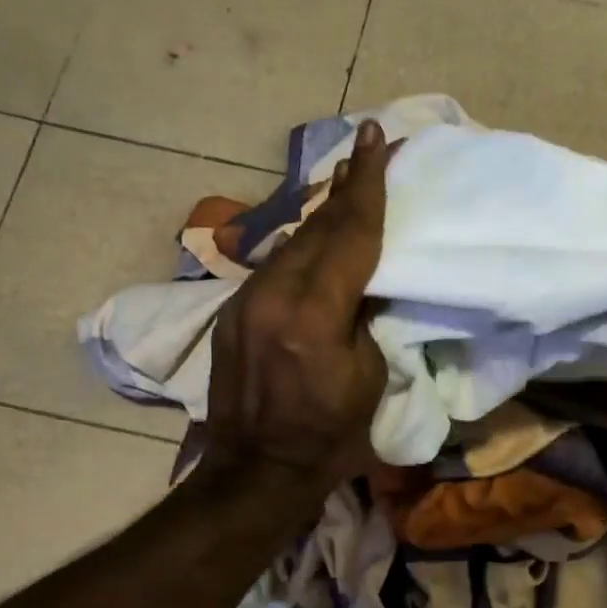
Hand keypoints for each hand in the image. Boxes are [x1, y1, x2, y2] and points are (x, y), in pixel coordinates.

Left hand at [201, 121, 391, 497]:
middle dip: (345, 191)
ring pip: (292, 243)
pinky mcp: (231, 312)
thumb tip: (364, 278)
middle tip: (367, 154)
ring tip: (347, 190)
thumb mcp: (368, 376)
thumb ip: (363, 316)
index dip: (367, 184)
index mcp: (313, 316)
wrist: (257, 469)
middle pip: (317, 228)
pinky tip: (317, 243)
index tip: (374, 137)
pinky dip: (302, 249)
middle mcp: (273, 296)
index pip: (349, 235)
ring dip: (323, 218)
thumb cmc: (328, 434)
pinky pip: (275, 266)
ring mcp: (244, 302)